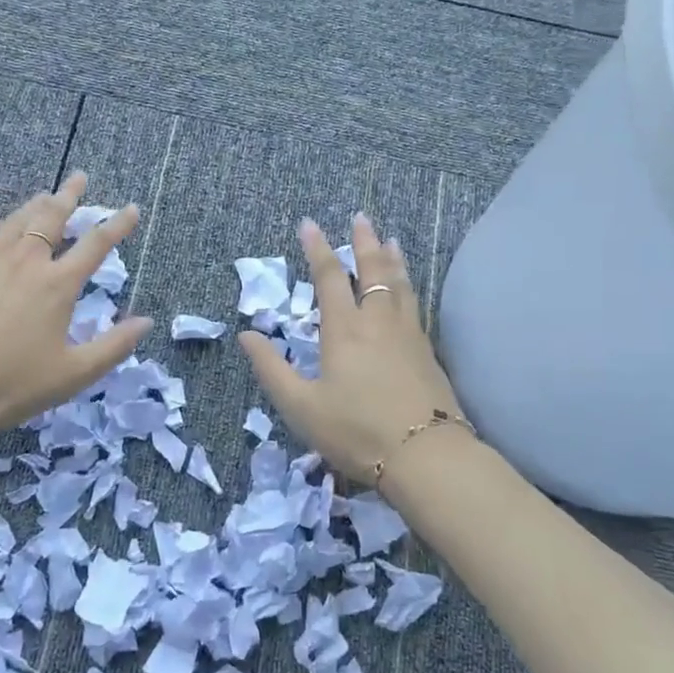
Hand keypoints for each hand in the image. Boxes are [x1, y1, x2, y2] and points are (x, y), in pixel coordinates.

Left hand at [0, 173, 151, 440]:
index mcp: (58, 284)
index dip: (117, 224)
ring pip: (21, 219)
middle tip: (80, 177)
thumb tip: (145, 322)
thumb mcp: (73, 373)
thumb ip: (113, 346)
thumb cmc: (11, 383)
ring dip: (39, 203)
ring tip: (48, 194)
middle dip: (70, 195)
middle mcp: (27, 261)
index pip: (95, 244)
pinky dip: (12, 220)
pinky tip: (9, 227)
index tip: (130, 208)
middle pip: (53, 216)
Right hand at [239, 213, 461, 488]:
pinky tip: (408, 288)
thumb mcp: (301, 406)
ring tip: (390, 240)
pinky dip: (407, 284)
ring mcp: (407, 334)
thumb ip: (271, 369)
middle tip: (360, 218)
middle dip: (363, 242)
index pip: (329, 278)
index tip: (309, 223)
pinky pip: (414, 303)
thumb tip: (246, 335)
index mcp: (344, 331)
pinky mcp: (427, 351)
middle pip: (371, 271)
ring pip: (399, 284)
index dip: (317, 249)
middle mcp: (377, 322)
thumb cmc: (356, 431)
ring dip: (391, 259)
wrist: (425, 455)